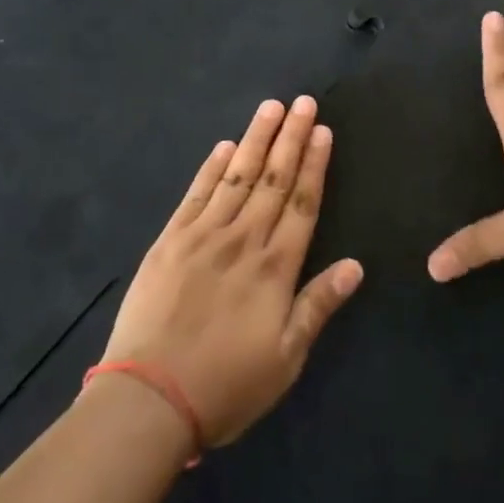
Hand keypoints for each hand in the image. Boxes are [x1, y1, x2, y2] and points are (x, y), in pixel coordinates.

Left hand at [101, 97, 363, 447]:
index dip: (315, 164)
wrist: (148, 400)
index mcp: (275, 267)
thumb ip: (318, 306)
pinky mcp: (170, 241)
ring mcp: (203, 236)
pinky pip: (196, 195)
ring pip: (237, 176)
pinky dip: (211, 168)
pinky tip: (223, 146)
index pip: (302, 202)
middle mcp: (243, 239)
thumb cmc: (226, 386)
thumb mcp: (286, 358)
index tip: (323, 130)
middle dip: (291, 137)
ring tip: (271, 107)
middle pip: (273, 178)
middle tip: (303, 102)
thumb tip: (355, 265)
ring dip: (255, 139)